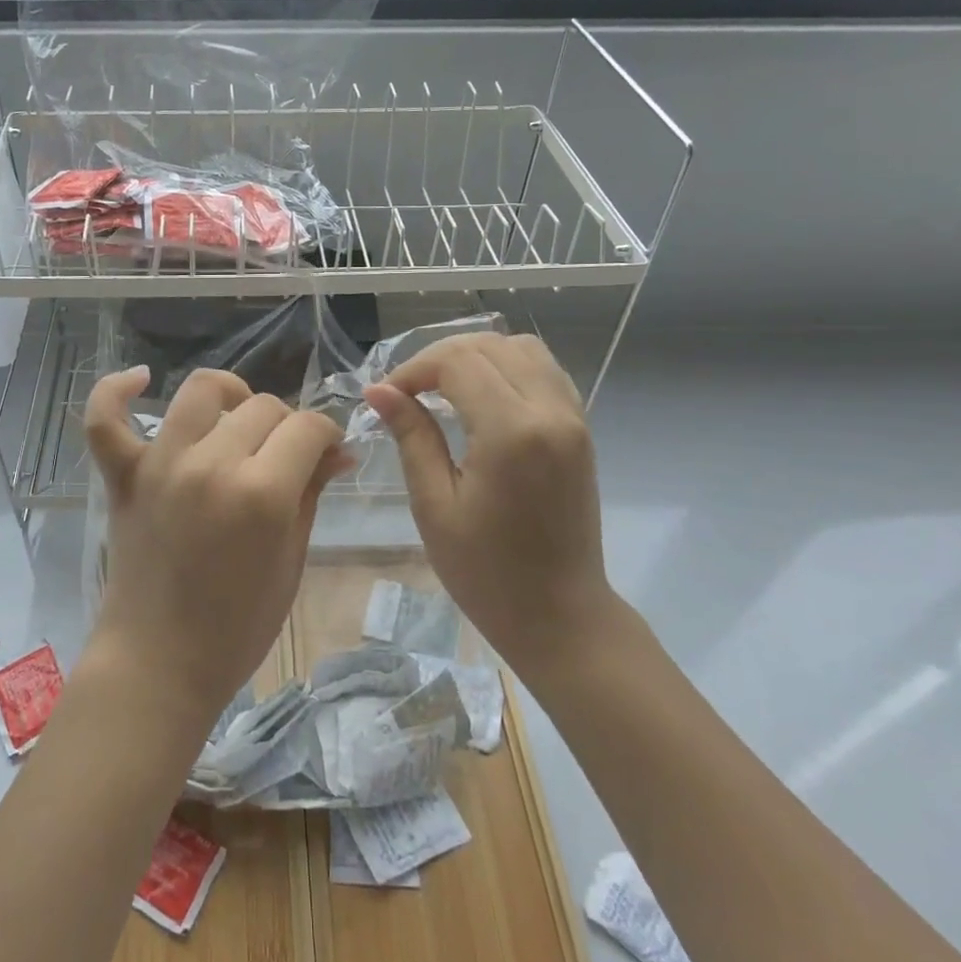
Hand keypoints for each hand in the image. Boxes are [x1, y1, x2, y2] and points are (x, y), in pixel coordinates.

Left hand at [83, 366, 346, 726]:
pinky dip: (117, 390)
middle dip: (287, 427)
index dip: (327, 434)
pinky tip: (140, 379)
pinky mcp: (123, 475)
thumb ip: (311, 494)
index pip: (307, 427)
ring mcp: (161, 464)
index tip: (329, 452)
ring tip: (237, 421)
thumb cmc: (237, 627)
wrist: (159, 662)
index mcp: (262, 493)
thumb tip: (339, 451)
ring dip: (230, 397)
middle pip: (263, 407)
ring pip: (201, 391)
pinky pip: (106, 418)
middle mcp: (211, 464)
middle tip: (287, 458)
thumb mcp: (290, 561)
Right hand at [364, 333, 610, 659]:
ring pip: (521, 349)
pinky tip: (481, 397)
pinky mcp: (580, 429)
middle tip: (406, 393)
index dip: (414, 369)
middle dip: (439, 358)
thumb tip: (380, 391)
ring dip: (476, 357)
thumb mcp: (434, 506)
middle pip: (489, 346)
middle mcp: (550, 412)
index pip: (458, 362)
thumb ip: (412, 437)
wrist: (560, 615)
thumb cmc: (486, 573)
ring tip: (441, 389)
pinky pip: (544, 371)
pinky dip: (507, 368)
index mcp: (512, 432)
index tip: (386, 398)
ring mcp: (573, 418)